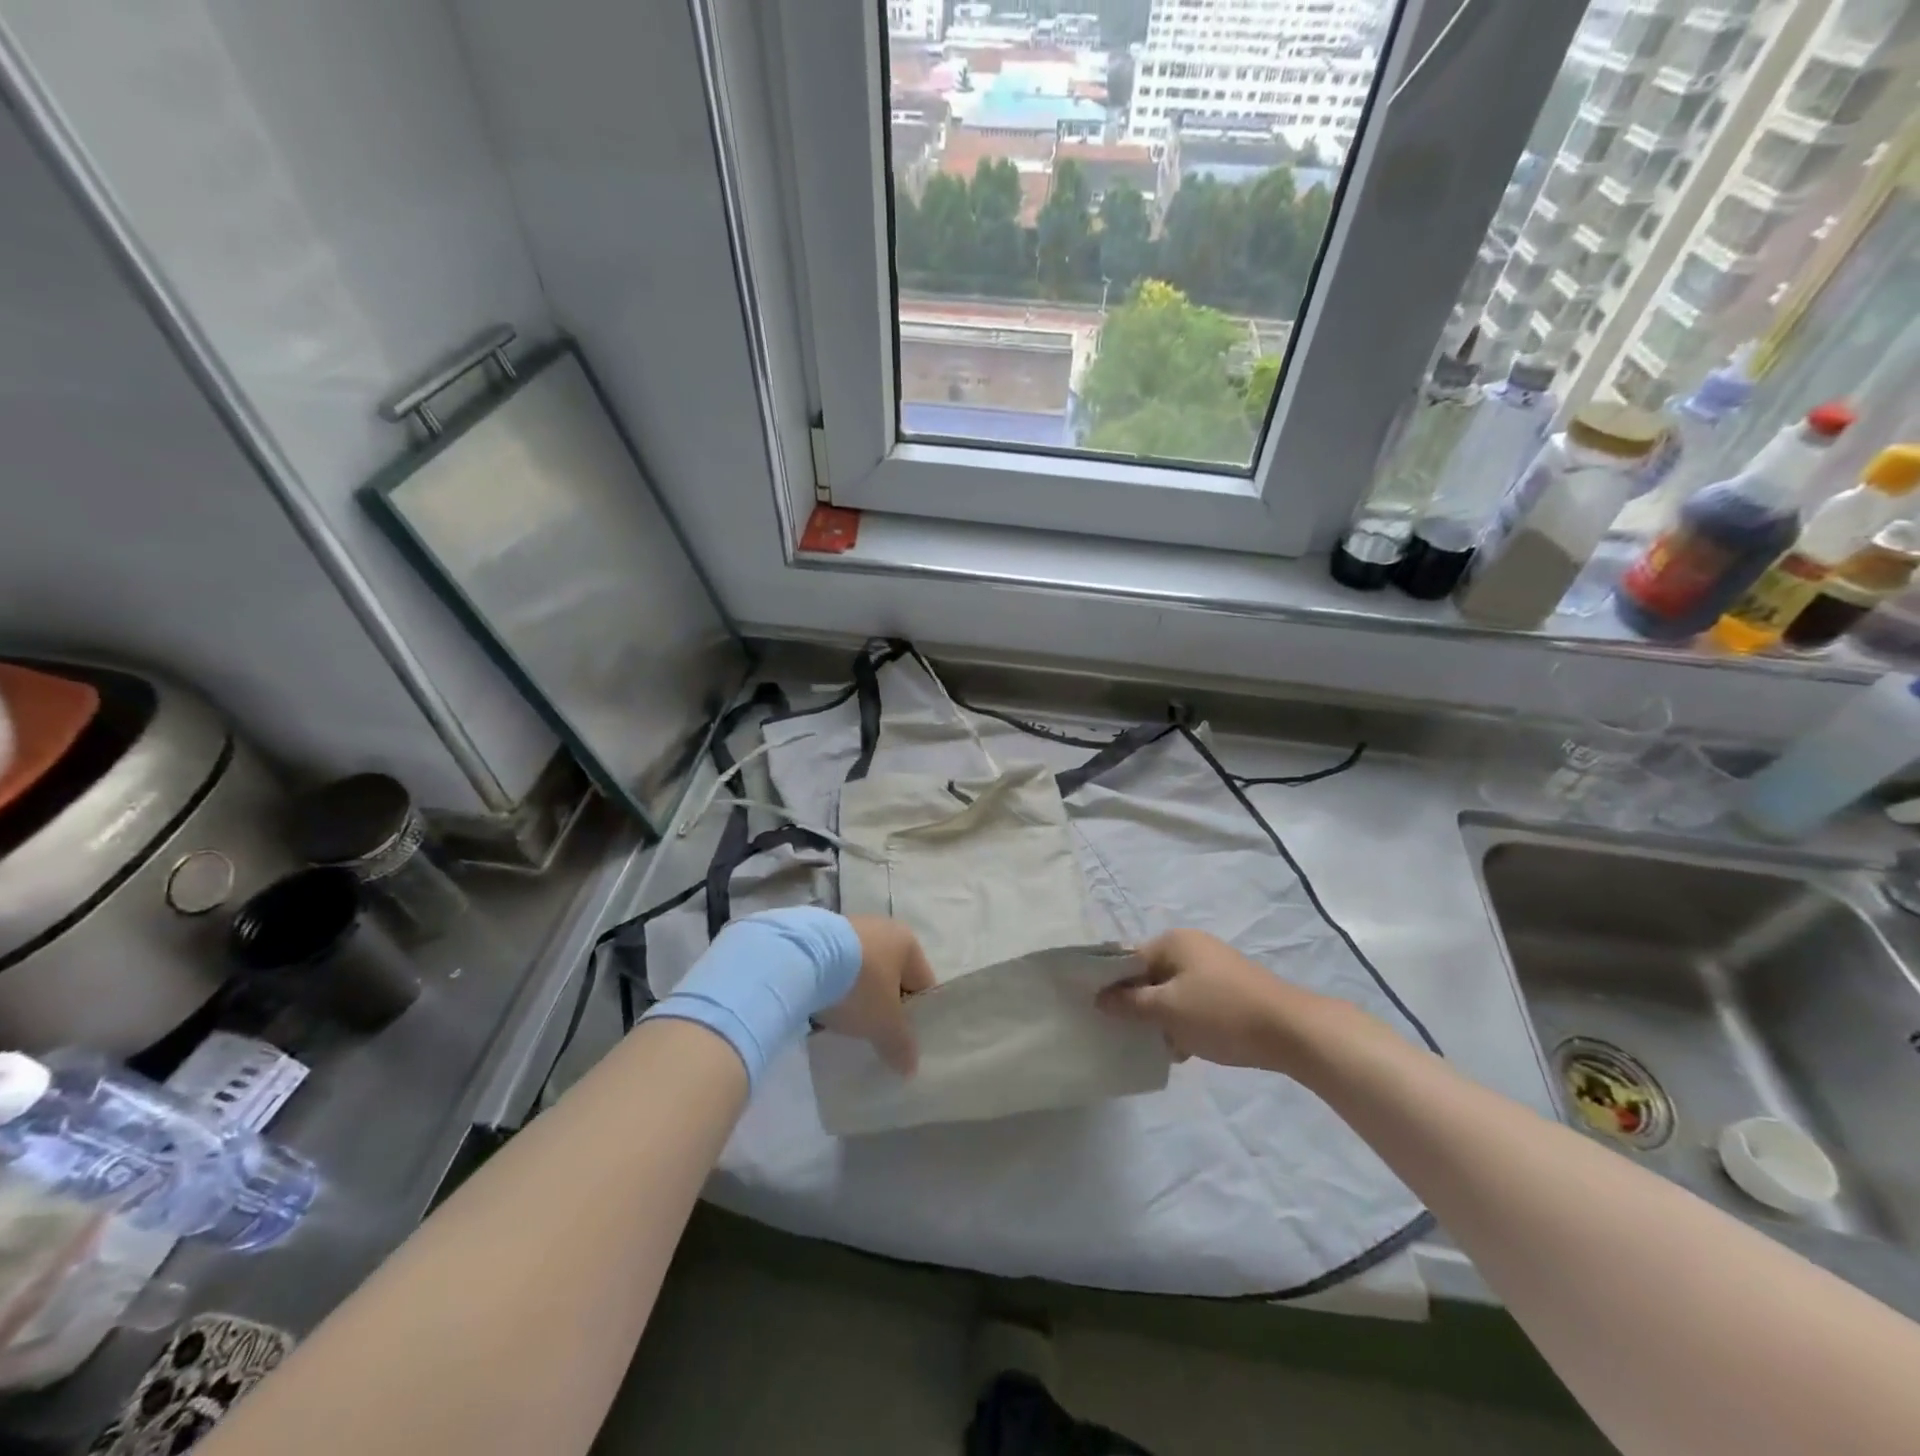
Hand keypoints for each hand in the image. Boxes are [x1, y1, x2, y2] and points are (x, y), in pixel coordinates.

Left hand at [816, 916, 935, 1074]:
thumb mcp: (885, 1023)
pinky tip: (822, 1008)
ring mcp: (849, 928)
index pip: (922, 983)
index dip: (917, 1016)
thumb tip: (911, 1068)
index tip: (904, 1041)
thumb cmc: (859, 986)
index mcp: (907, 942)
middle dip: (883, 1007)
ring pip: (861, 973)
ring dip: (856, 997)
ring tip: (845, 1026)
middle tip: (875, 1036)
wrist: (800, 958)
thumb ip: (902, 1045)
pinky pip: (835, 968)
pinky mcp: (819, 935)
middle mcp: (882, 928)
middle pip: (890, 977)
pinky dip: (832, 987)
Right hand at [1096, 929, 1326, 1069]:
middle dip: (1140, 1005)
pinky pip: (1194, 1002)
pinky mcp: (1231, 989)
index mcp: (1173, 941)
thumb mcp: (1168, 1010)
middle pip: (1150, 975)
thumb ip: (1130, 1003)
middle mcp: (1192, 946)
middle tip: (1131, 1034)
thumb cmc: (1221, 1013)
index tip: (1102, 1014)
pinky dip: (1186, 1021)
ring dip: (1164, 1018)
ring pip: (1172, 992)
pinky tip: (1187, 1049)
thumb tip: (1100, 998)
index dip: (1112, 985)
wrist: (1292, 1031)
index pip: (1128, 958)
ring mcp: (1214, 967)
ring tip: (1161, 1046)